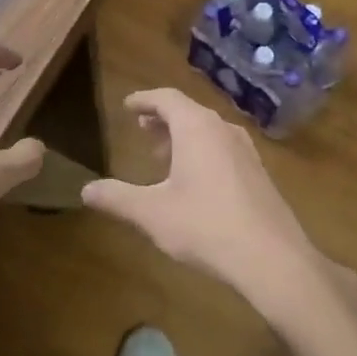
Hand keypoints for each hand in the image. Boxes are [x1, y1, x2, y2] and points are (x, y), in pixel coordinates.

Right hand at [82, 88, 322, 313]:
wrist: (271, 257)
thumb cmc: (205, 225)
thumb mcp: (152, 213)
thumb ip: (117, 198)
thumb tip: (85, 190)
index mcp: (196, 128)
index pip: (167, 98)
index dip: (144, 99)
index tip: (128, 106)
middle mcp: (224, 130)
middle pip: (189, 112)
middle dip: (163, 119)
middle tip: (142, 129)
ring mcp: (246, 151)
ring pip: (208, 131)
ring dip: (183, 137)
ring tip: (163, 155)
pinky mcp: (259, 173)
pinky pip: (223, 148)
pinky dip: (202, 151)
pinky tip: (195, 182)